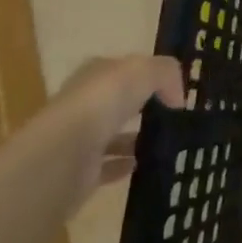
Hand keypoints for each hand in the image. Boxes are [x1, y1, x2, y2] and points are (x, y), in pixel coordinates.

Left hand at [49, 55, 185, 203]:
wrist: (64, 155)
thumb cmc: (102, 103)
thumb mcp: (143, 71)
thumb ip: (166, 74)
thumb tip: (178, 99)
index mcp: (95, 75)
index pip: (123, 70)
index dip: (149, 76)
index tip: (175, 90)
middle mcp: (84, 104)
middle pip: (117, 103)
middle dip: (142, 107)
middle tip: (174, 116)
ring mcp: (80, 139)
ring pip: (113, 135)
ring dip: (135, 139)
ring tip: (167, 143)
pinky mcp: (81, 172)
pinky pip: (108, 167)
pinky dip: (125, 166)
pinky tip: (146, 165)